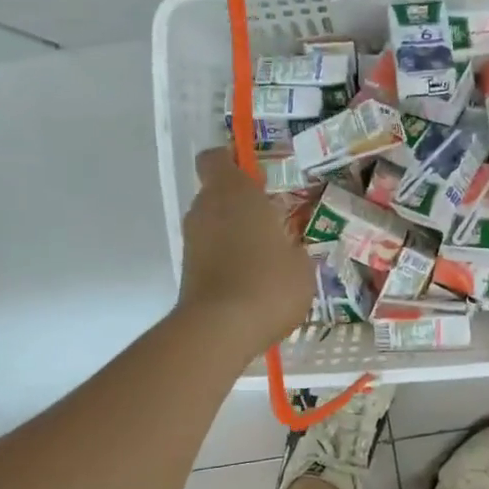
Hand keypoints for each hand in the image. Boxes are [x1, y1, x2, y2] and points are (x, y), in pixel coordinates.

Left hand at [177, 148, 314, 358]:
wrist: (221, 329)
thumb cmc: (269, 283)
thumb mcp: (302, 263)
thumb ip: (293, 246)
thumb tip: (288, 248)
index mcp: (234, 192)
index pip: (217, 158)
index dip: (233, 162)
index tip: (257, 177)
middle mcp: (205, 209)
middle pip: (217, 194)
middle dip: (241, 205)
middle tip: (273, 223)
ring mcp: (192, 241)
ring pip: (213, 225)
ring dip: (234, 235)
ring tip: (266, 259)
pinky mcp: (187, 271)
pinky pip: (210, 253)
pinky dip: (226, 261)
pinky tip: (253, 283)